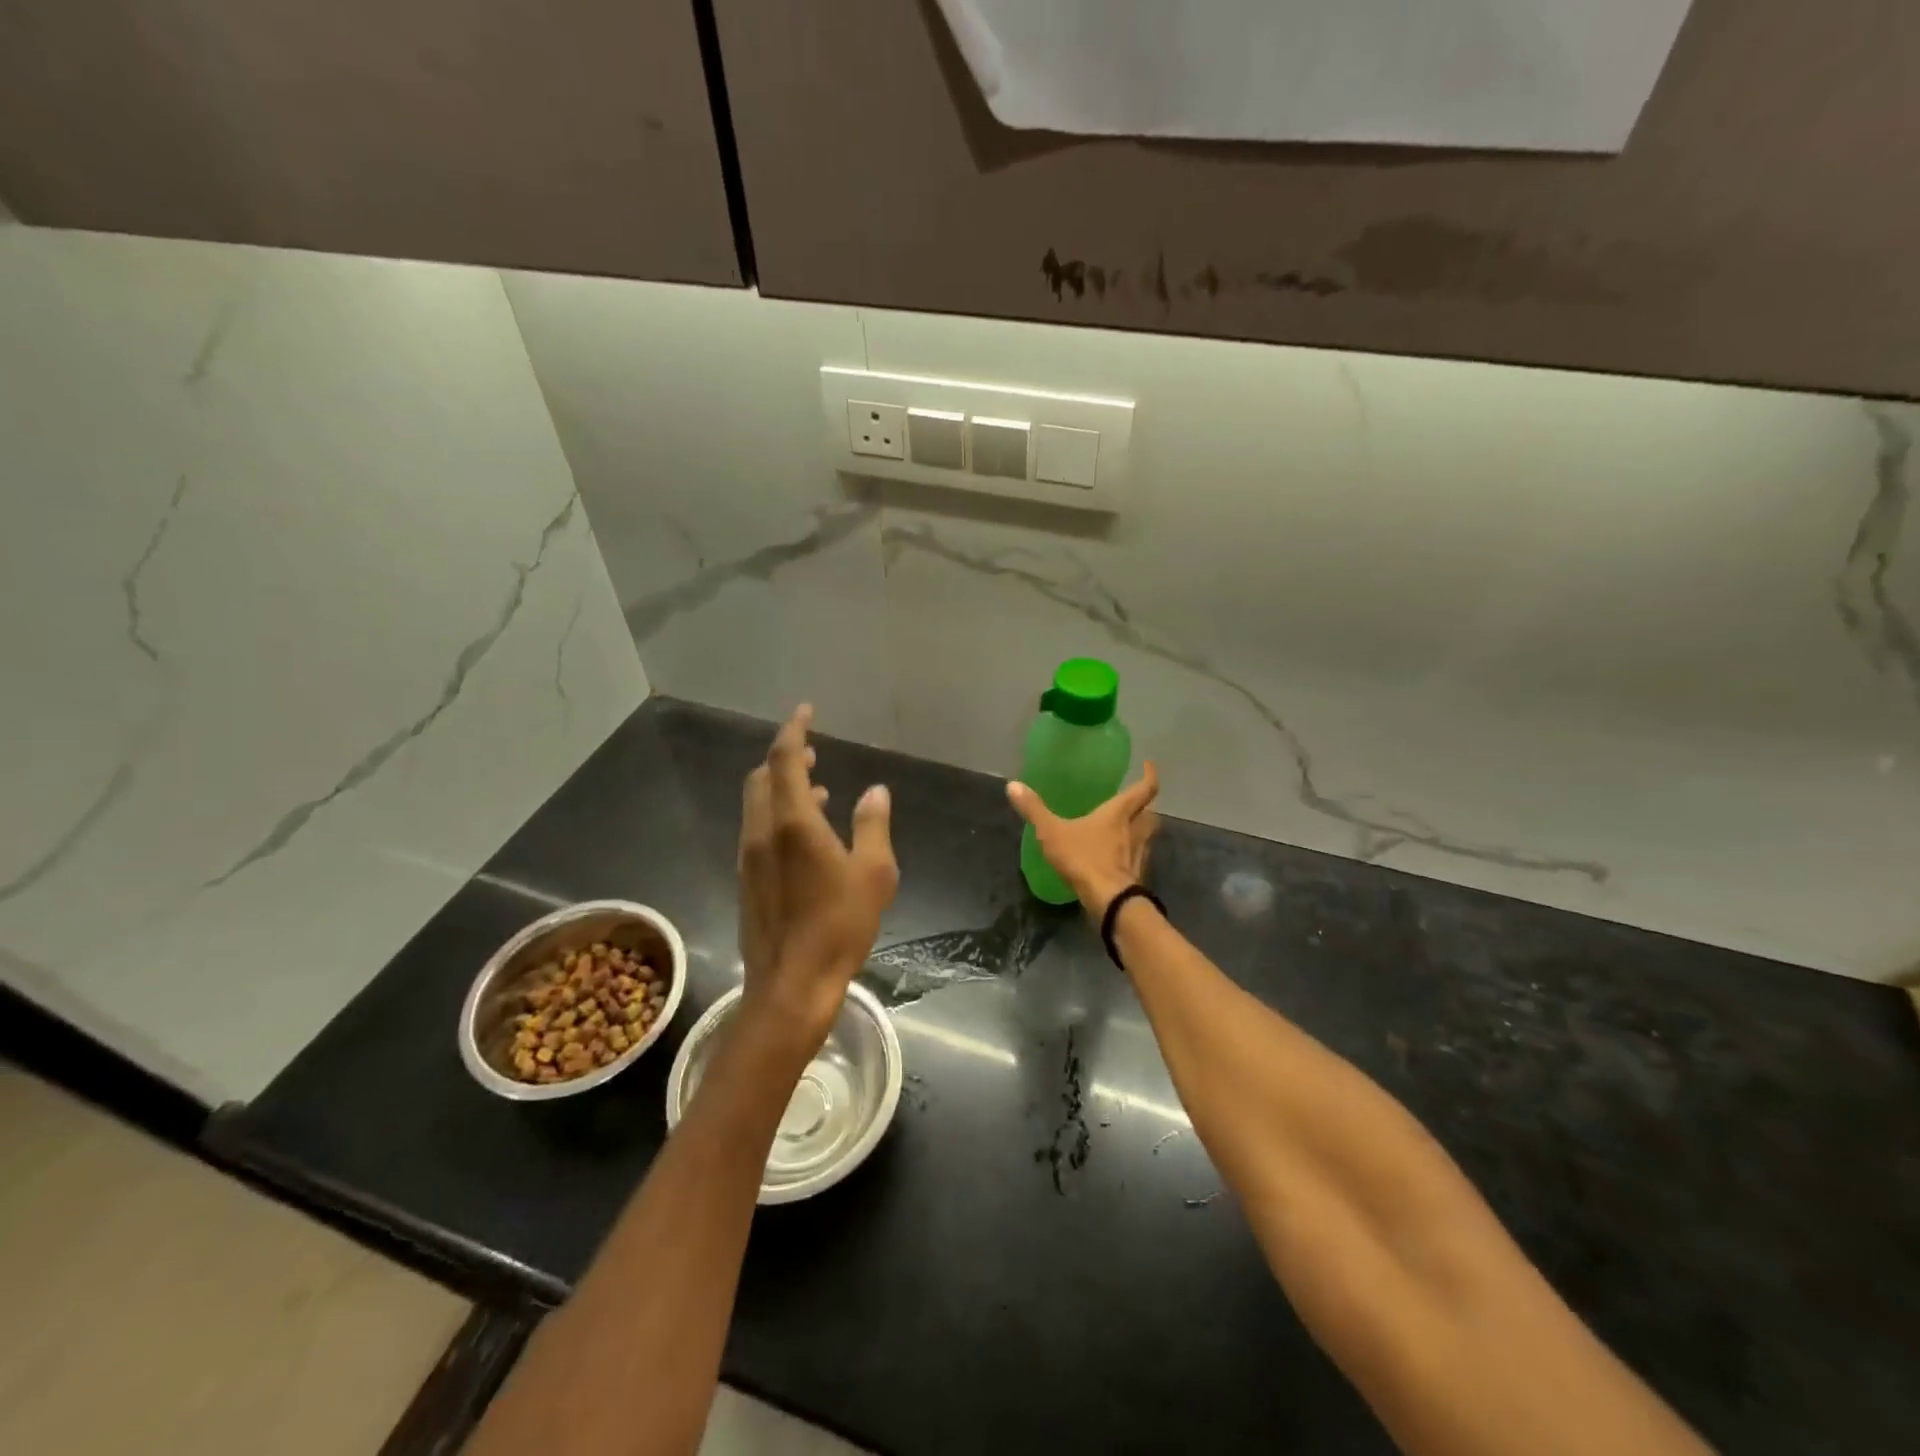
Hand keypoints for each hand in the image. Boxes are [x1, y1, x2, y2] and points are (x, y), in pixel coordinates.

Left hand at [737, 705, 897, 1048]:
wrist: (790, 986)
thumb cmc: (838, 926)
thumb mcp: (873, 873)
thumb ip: (873, 825)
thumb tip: (875, 791)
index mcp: (793, 823)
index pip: (784, 760)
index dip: (794, 730)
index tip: (806, 711)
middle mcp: (762, 833)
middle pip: (762, 778)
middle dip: (784, 758)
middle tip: (811, 752)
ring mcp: (749, 858)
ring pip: (757, 805)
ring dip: (781, 788)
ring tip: (817, 788)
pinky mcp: (746, 881)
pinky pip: (758, 830)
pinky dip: (777, 815)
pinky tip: (805, 835)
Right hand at [1006, 763, 1159, 918]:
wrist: (1110, 902)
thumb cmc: (1085, 859)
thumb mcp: (1052, 832)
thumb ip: (1034, 810)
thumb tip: (1012, 785)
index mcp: (1119, 814)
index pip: (1144, 789)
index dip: (1149, 776)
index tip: (1148, 766)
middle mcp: (1135, 831)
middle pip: (1150, 813)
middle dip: (1146, 805)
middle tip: (1136, 801)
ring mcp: (1139, 855)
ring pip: (1148, 836)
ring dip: (1142, 829)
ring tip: (1128, 828)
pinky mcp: (1137, 876)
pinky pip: (1139, 858)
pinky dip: (1133, 854)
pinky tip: (1118, 858)